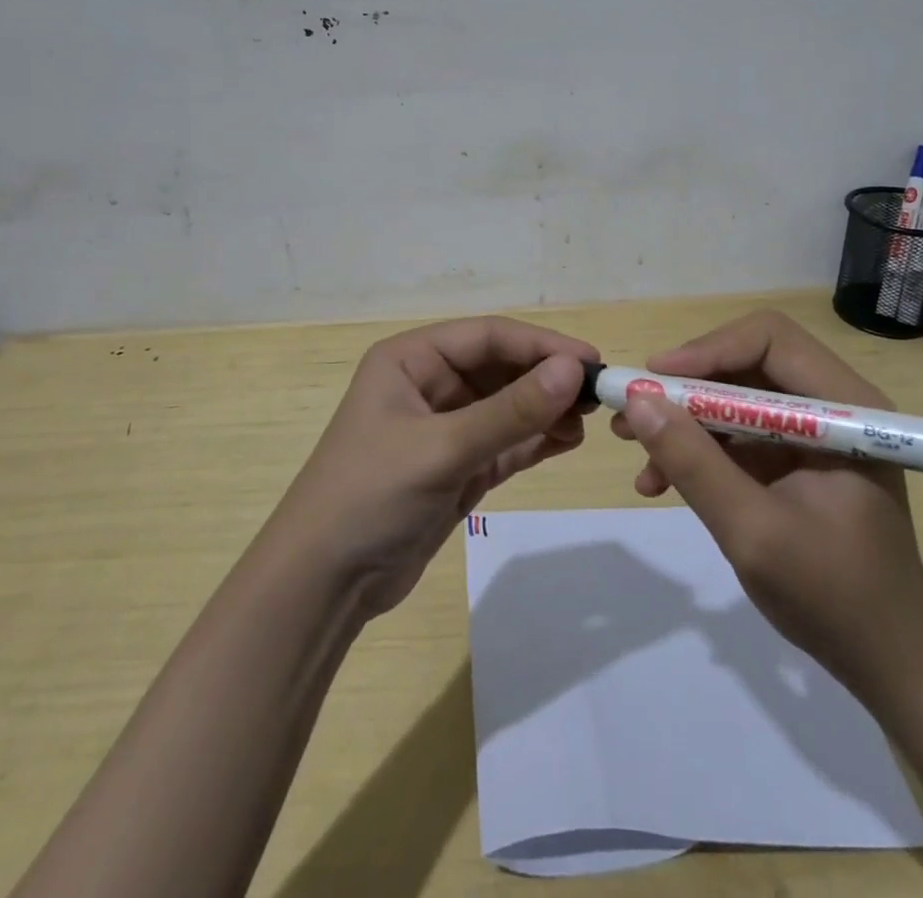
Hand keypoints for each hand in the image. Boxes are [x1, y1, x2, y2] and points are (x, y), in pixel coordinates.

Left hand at [271, 317, 598, 618]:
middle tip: (600, 395)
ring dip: (546, 410)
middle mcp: (429, 384)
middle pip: (501, 368)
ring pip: (508, 406)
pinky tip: (569, 441)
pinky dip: (535, 440)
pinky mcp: (457, 467)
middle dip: (548, 379)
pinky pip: (506, 442)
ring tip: (588, 422)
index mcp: (411, 359)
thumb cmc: (370, 496)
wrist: (323, 585)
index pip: (488, 337)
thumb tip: (574, 370)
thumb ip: (510, 411)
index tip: (592, 362)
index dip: (541, 345)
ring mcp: (445, 428)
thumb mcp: (442, 448)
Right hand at [611, 309, 922, 693]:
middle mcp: (830, 406)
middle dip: (685, 386)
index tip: (655, 379)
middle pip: (746, 363)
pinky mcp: (795, 460)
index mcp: (844, 407)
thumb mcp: (753, 531)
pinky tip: (660, 481)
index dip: (709, 350)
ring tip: (631, 444)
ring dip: (683, 418)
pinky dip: (698, 450)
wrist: (888, 664)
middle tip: (634, 407)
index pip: (771, 340)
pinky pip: (737, 434)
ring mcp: (812, 434)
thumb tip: (637, 401)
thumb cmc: (834, 597)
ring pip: (734, 398)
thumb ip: (694, 463)